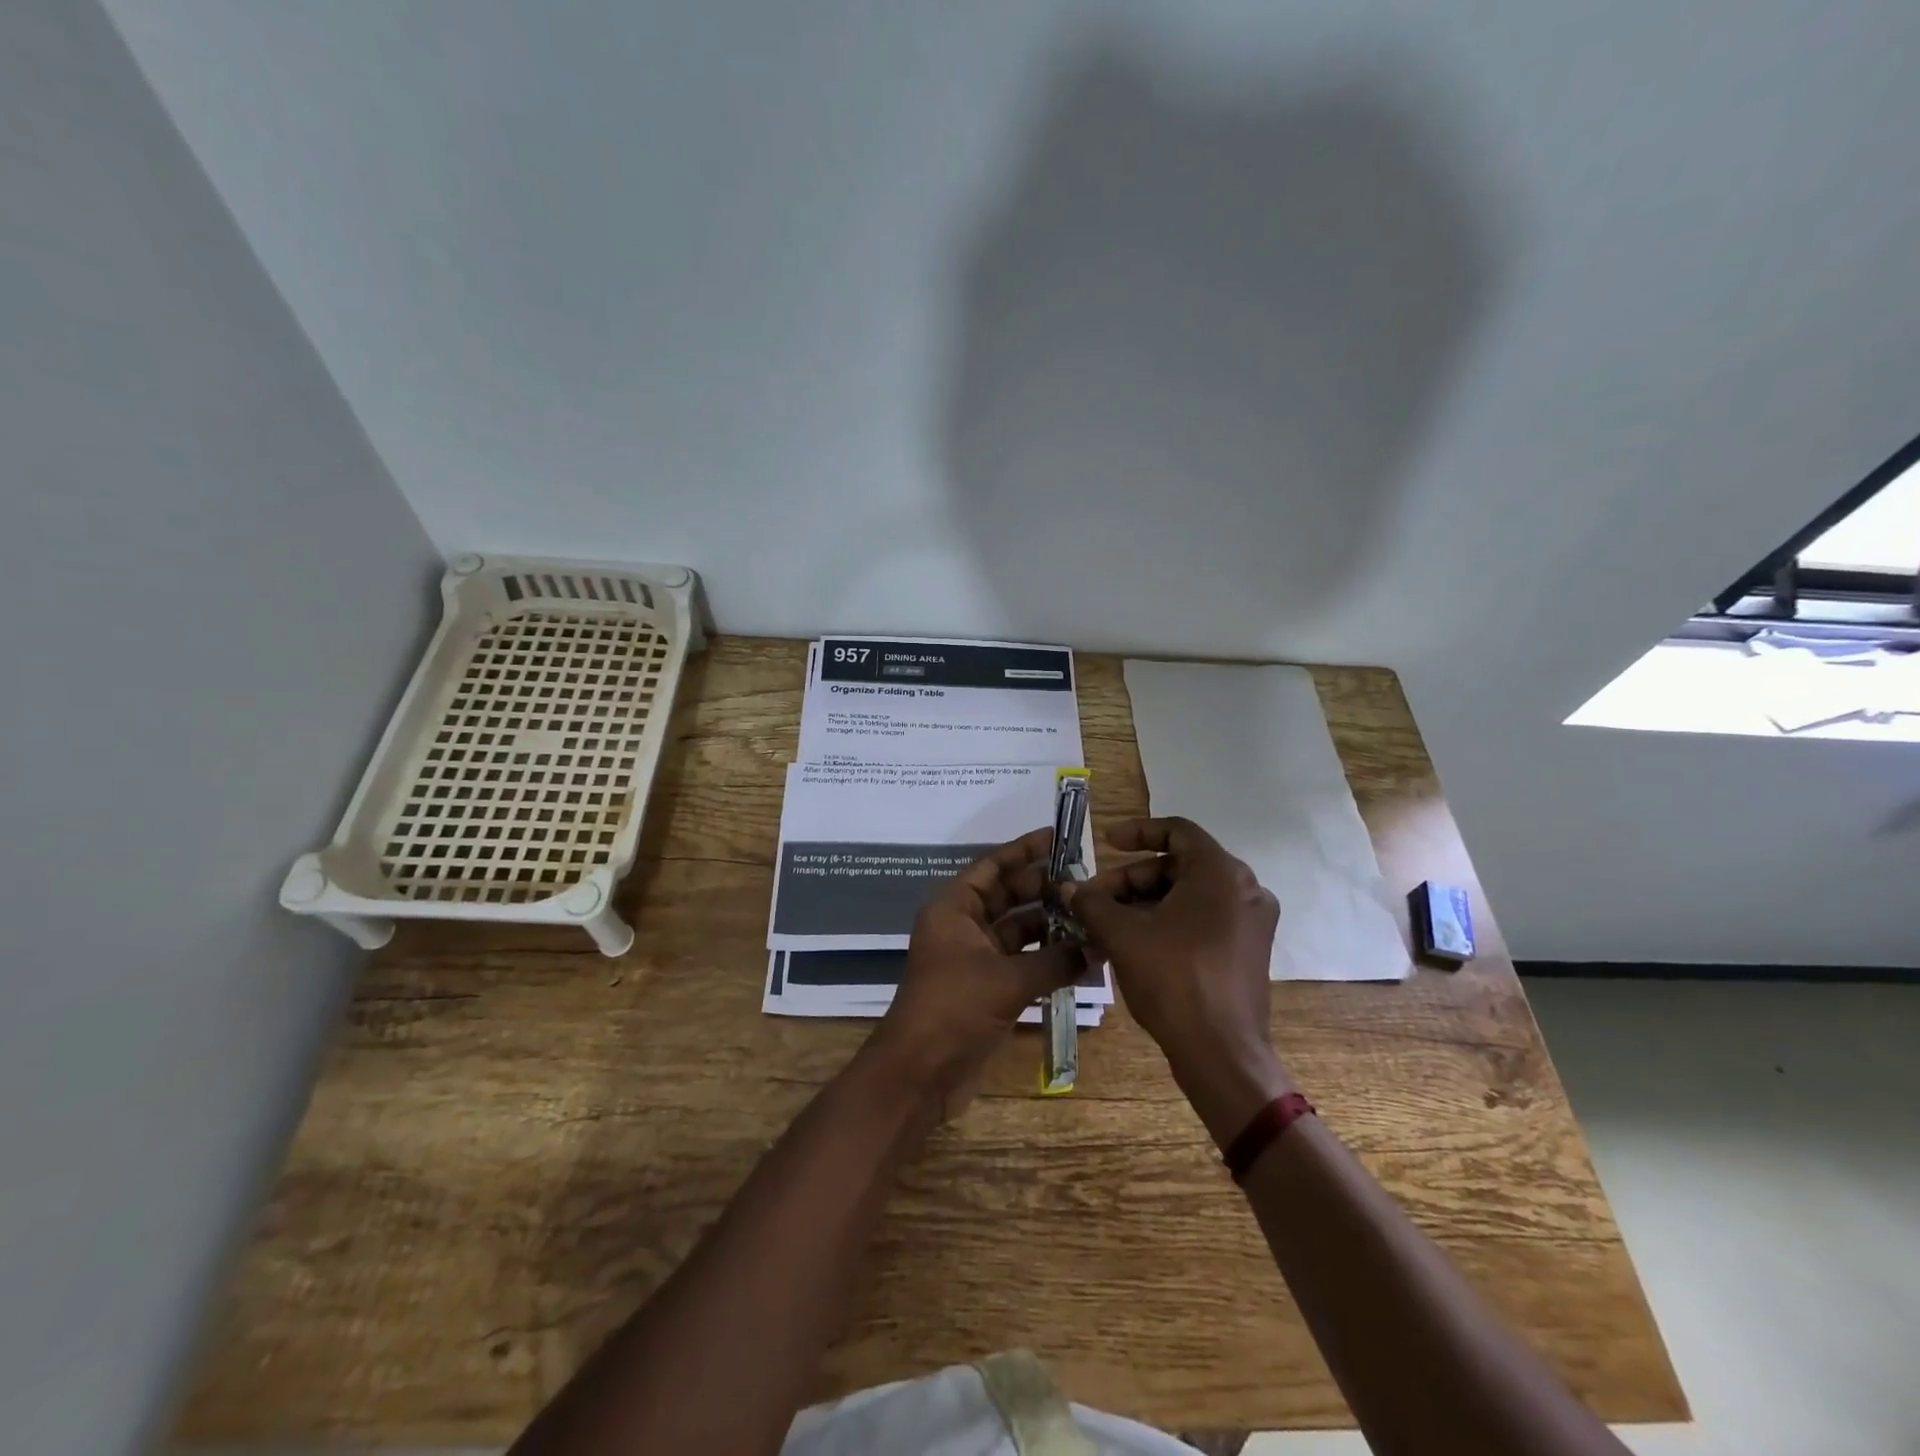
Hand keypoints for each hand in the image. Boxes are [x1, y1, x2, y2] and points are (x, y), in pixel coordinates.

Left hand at [871, 827, 1089, 1114]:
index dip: (1023, 850)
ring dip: (1051, 925)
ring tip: (1092, 917)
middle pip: (1008, 896)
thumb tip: (1098, 947)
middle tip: (1086, 882)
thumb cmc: (954, 1009)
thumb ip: (1055, 960)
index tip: (1058, 838)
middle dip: (1044, 888)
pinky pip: (1022, 961)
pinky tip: (1082, 956)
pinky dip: (1048, 958)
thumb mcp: (1007, 980)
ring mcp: (975, 959)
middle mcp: (963, 927)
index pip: (992, 867)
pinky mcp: (987, 988)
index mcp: (954, 909)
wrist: (920, 1073)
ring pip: (1018, 930)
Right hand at [1059, 817, 1291, 1145]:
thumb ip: (1092, 903)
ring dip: (1145, 904)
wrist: (1222, 1054)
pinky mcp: (1249, 950)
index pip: (1176, 830)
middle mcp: (1245, 888)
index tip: (1106, 843)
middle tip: (1095, 900)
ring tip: (1105, 926)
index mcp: (1220, 872)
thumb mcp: (1122, 936)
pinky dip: (1168, 922)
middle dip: (1132, 879)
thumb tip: (1068, 888)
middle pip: (1179, 866)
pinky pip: (1203, 919)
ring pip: (1189, 896)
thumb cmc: (1174, 980)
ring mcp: (1251, 921)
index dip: (1137, 832)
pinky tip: (1133, 944)